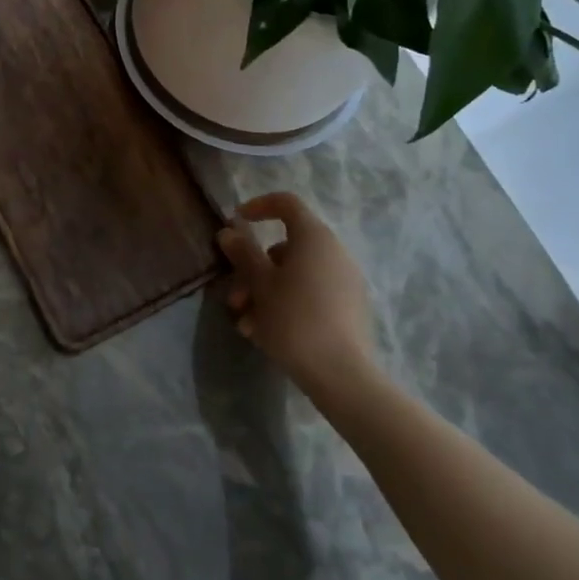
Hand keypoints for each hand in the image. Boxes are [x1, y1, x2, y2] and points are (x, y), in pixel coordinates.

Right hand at [218, 192, 378, 394]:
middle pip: (285, 248)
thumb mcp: (260, 284)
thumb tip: (229, 231)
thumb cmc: (294, 319)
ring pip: (294, 276)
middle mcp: (334, 253)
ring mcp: (344, 282)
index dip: (259, 206)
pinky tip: (264, 334)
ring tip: (245, 324)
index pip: (286, 203)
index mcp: (314, 238)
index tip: (236, 222)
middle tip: (234, 297)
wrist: (342, 375)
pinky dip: (285, 305)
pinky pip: (309, 295)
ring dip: (264, 293)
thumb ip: (243, 253)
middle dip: (253, 269)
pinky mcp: (349, 309)